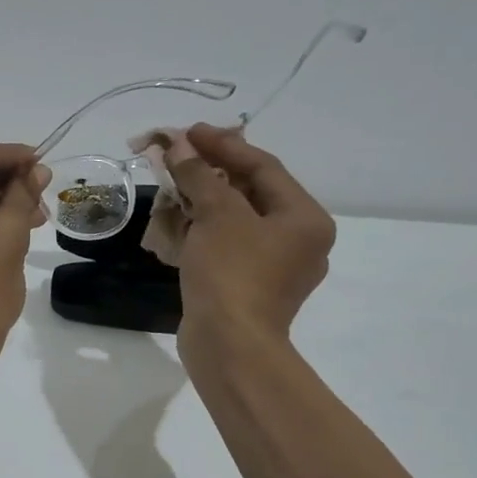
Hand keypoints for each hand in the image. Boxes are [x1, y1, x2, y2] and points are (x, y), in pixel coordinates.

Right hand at [166, 122, 335, 344]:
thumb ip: (200, 174)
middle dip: (211, 170)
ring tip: (171, 181)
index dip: (224, 144)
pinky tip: (177, 218)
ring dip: (204, 198)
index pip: (264, 166)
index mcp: (305, 218)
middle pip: (252, 191)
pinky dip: (204, 228)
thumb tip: (180, 146)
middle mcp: (299, 240)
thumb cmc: (232, 273)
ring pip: (237, 218)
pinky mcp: (251, 286)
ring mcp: (276, 267)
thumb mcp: (217, 214)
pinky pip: (229, 244)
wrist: (229, 346)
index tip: (188, 131)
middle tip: (177, 153)